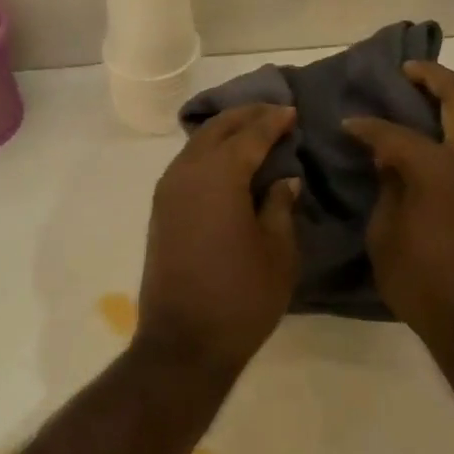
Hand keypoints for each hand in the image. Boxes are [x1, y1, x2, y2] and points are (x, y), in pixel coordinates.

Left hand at [136, 105, 300, 375]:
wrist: (184, 341)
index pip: (249, 134)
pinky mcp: (161, 210)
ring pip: (197, 144)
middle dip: (245, 116)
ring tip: (252, 130)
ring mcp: (168, 191)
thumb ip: (280, 206)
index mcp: (218, 175)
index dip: (272, 121)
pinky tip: (226, 160)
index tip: (292, 111)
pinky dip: (208, 152)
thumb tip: (284, 179)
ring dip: (224, 131)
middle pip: (217, 129)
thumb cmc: (241, 296)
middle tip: (273, 111)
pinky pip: (186, 163)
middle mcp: (187, 172)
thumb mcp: (278, 251)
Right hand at [344, 62, 453, 356]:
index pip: (395, 134)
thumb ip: (388, 189)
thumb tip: (390, 161)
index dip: (367, 127)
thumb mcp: (386, 236)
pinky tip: (438, 142)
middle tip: (408, 70)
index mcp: (439, 167)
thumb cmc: (426, 282)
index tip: (347, 124)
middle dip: (434, 78)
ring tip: (423, 100)